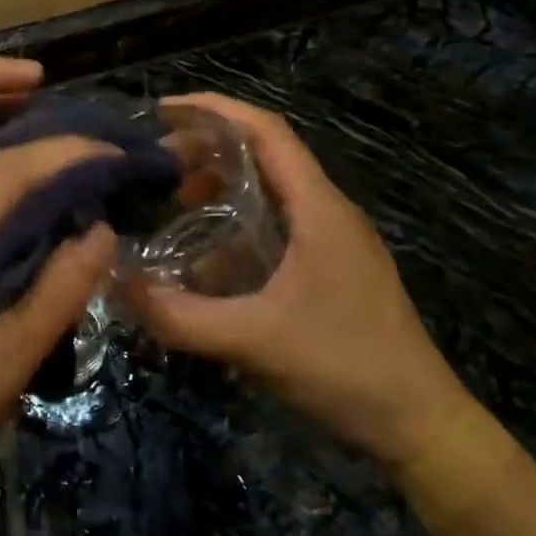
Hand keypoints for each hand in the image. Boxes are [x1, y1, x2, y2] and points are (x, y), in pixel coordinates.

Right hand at [125, 94, 474, 467]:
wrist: (421, 426)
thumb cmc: (345, 369)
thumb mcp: (253, 341)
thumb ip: (179, 316)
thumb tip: (113, 285)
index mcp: (318, 208)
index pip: (267, 131)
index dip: (215, 110)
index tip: (163, 110)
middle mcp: (328, 211)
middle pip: (266, 153)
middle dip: (208, 147)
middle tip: (155, 164)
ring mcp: (334, 240)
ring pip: (271, 188)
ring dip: (222, 183)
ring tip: (173, 200)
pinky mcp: (332, 267)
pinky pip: (277, 222)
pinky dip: (237, 219)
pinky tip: (206, 252)